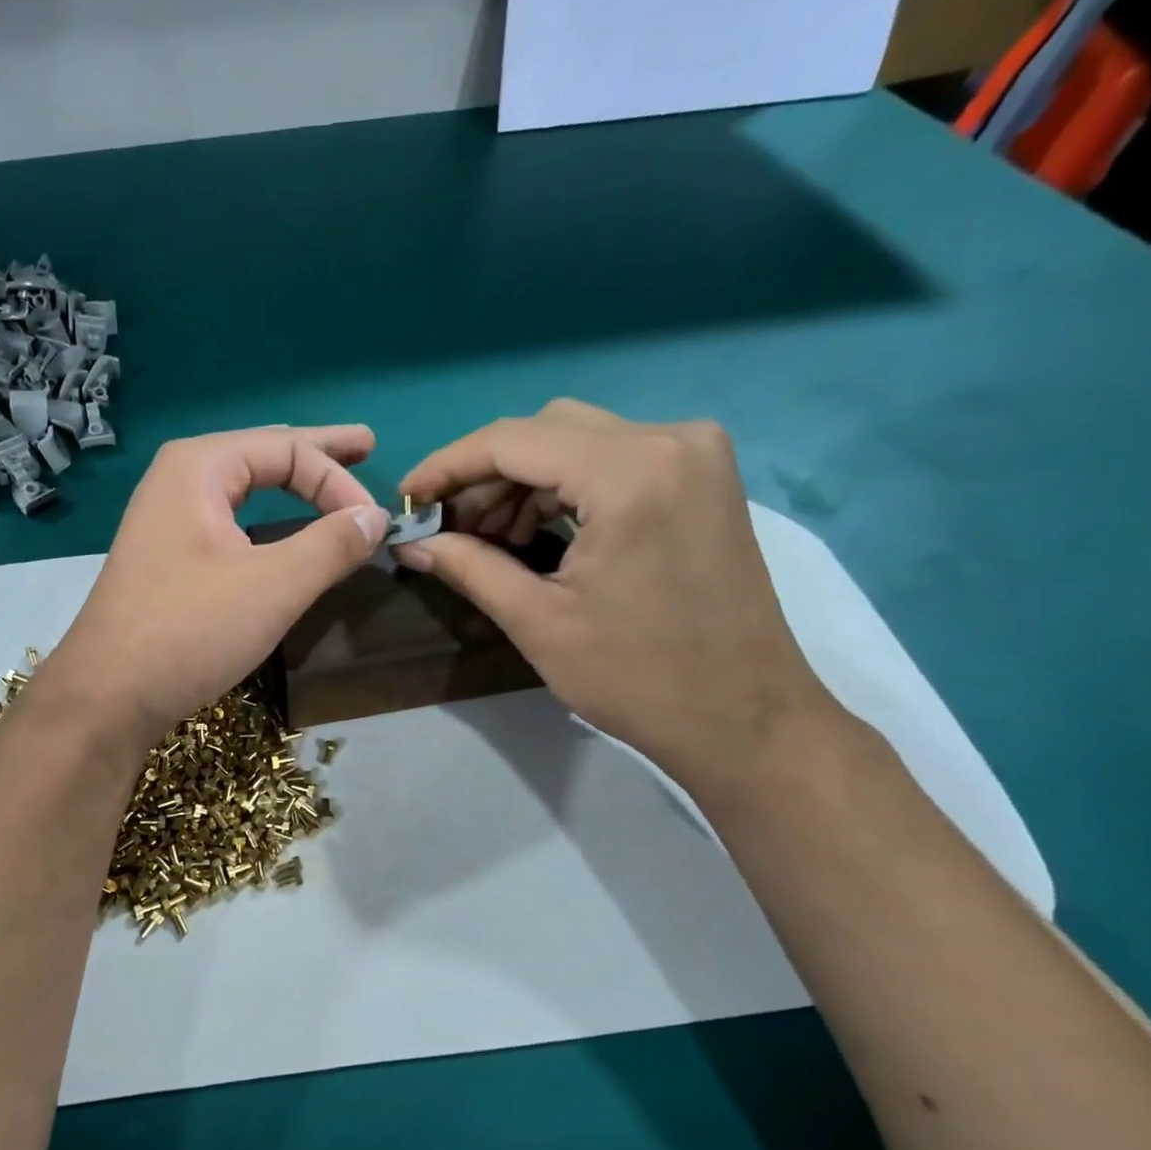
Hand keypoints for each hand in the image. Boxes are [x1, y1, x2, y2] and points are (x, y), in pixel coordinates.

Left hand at [45, 426, 389, 741]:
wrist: (107, 695)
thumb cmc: (189, 630)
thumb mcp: (273, 586)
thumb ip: (331, 545)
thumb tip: (376, 518)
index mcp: (198, 467)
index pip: (288, 450)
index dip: (339, 479)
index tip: (376, 523)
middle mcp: (176, 481)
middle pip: (261, 455)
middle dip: (315, 455)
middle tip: (365, 444)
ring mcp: (165, 521)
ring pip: (242, 488)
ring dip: (288, 483)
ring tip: (326, 476)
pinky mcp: (165, 559)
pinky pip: (227, 521)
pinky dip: (264, 517)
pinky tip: (277, 525)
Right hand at [397, 399, 839, 791]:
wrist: (744, 718)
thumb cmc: (637, 677)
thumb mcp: (537, 621)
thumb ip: (467, 567)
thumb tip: (409, 543)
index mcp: (630, 471)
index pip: (512, 440)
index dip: (447, 466)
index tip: (406, 497)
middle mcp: (670, 439)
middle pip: (545, 431)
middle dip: (485, 477)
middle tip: (446, 529)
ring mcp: (695, 455)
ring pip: (577, 441)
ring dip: (521, 483)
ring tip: (487, 540)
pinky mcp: (702, 478)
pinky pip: (612, 460)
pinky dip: (563, 488)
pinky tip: (535, 534)